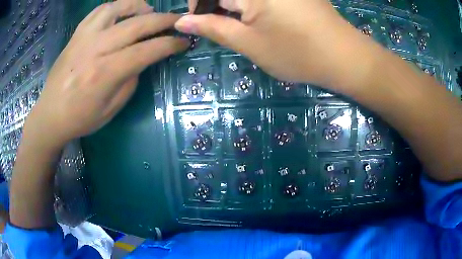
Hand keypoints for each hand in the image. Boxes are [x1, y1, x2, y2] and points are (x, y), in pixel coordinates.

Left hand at [26, 0, 188, 147]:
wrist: (50, 115)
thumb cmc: (80, 118)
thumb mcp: (111, 110)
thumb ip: (129, 81)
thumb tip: (141, 60)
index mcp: (105, 73)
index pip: (146, 51)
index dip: (170, 44)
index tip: (184, 42)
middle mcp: (96, 48)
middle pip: (137, 24)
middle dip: (163, 20)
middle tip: (178, 20)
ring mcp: (84, 38)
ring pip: (117, 8)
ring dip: (138, 6)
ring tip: (147, 11)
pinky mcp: (76, 35)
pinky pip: (98, 11)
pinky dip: (114, 7)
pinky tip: (121, 12)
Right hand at [175, 0, 374, 90]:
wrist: (343, 57)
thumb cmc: (296, 53)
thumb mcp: (249, 43)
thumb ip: (213, 28)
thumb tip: (182, 22)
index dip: (197, 4)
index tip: (197, 20)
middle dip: (217, 4)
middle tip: (219, 23)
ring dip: (234, 5)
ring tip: (241, 23)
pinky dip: (252, 5)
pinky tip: (258, 16)